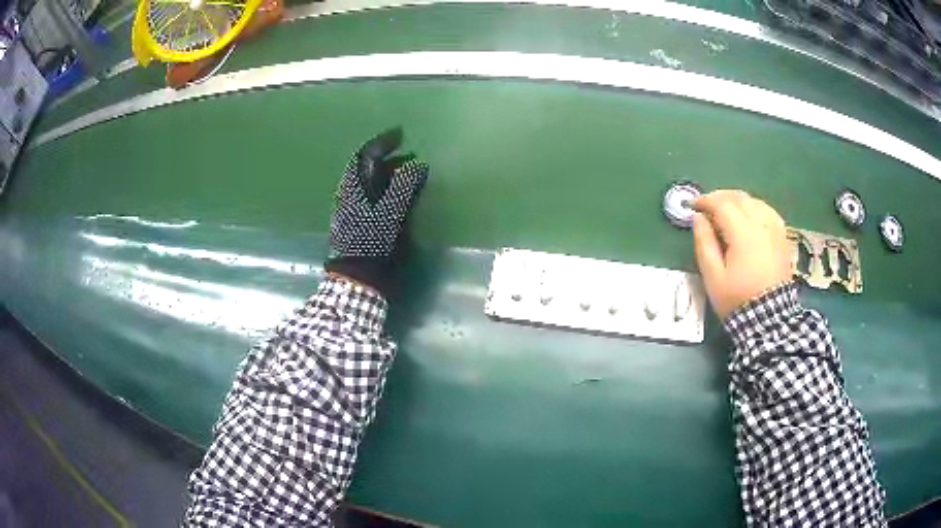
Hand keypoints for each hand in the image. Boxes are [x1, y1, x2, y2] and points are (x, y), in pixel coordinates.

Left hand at [325, 127, 428, 295]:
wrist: (358, 276)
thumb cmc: (372, 243)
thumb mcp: (390, 212)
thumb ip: (403, 186)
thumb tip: (417, 165)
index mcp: (353, 188)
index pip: (365, 155)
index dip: (383, 142)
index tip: (401, 134)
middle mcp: (349, 194)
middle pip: (367, 168)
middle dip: (389, 158)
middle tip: (412, 156)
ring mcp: (351, 209)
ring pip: (369, 183)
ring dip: (389, 174)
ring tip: (410, 174)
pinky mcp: (356, 222)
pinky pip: (371, 196)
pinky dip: (386, 189)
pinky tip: (398, 196)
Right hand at [692, 190, 790, 319]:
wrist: (769, 318)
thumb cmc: (737, 298)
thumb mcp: (713, 277)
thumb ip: (704, 243)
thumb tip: (698, 218)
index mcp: (742, 233)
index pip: (721, 203)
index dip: (704, 200)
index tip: (692, 206)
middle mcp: (761, 224)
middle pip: (739, 197)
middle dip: (719, 197)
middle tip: (706, 206)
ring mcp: (774, 229)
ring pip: (754, 201)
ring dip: (737, 201)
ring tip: (726, 211)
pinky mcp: (782, 237)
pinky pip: (767, 211)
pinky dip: (754, 208)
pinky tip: (748, 217)